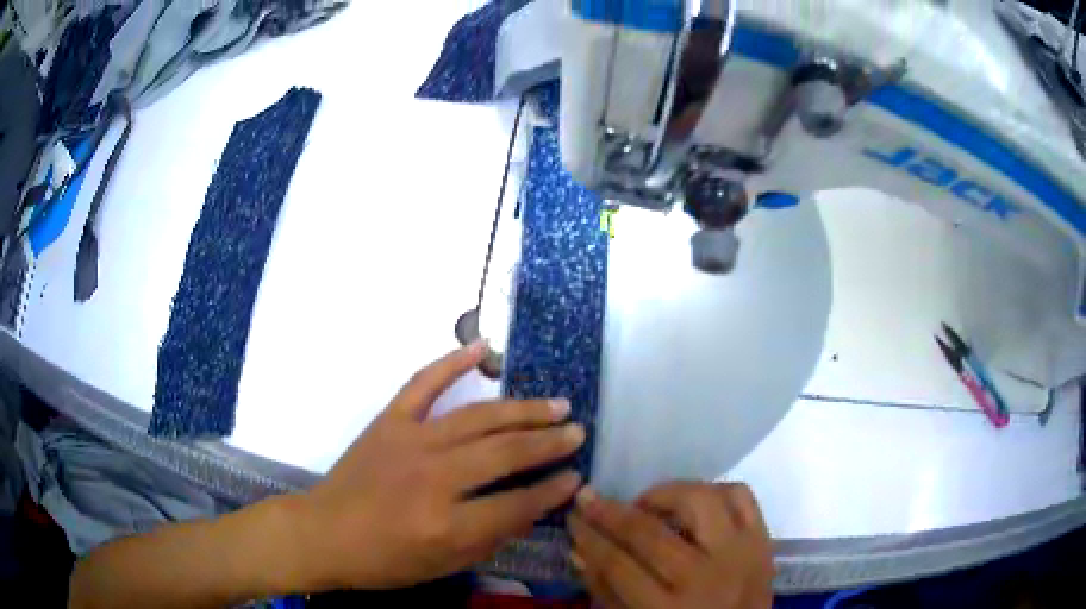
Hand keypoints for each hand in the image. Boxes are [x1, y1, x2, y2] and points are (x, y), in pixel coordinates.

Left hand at [294, 341, 584, 590]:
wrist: (323, 533)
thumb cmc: (383, 560)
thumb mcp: (442, 565)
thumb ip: (489, 538)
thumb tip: (530, 509)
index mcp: (447, 524)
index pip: (517, 504)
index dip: (552, 491)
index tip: (575, 478)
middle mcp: (434, 477)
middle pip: (504, 452)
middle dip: (548, 442)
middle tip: (577, 432)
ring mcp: (410, 441)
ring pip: (478, 417)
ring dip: (522, 409)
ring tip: (556, 404)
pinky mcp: (389, 421)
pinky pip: (423, 384)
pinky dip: (451, 362)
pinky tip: (481, 348)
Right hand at [568, 482, 773, 608]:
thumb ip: (606, 590)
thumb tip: (579, 548)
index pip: (619, 565)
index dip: (590, 538)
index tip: (573, 517)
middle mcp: (708, 578)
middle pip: (652, 532)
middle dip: (611, 512)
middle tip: (590, 499)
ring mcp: (742, 555)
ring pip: (700, 501)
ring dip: (665, 494)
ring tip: (646, 505)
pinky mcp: (764, 541)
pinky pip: (741, 496)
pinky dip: (713, 490)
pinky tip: (693, 504)